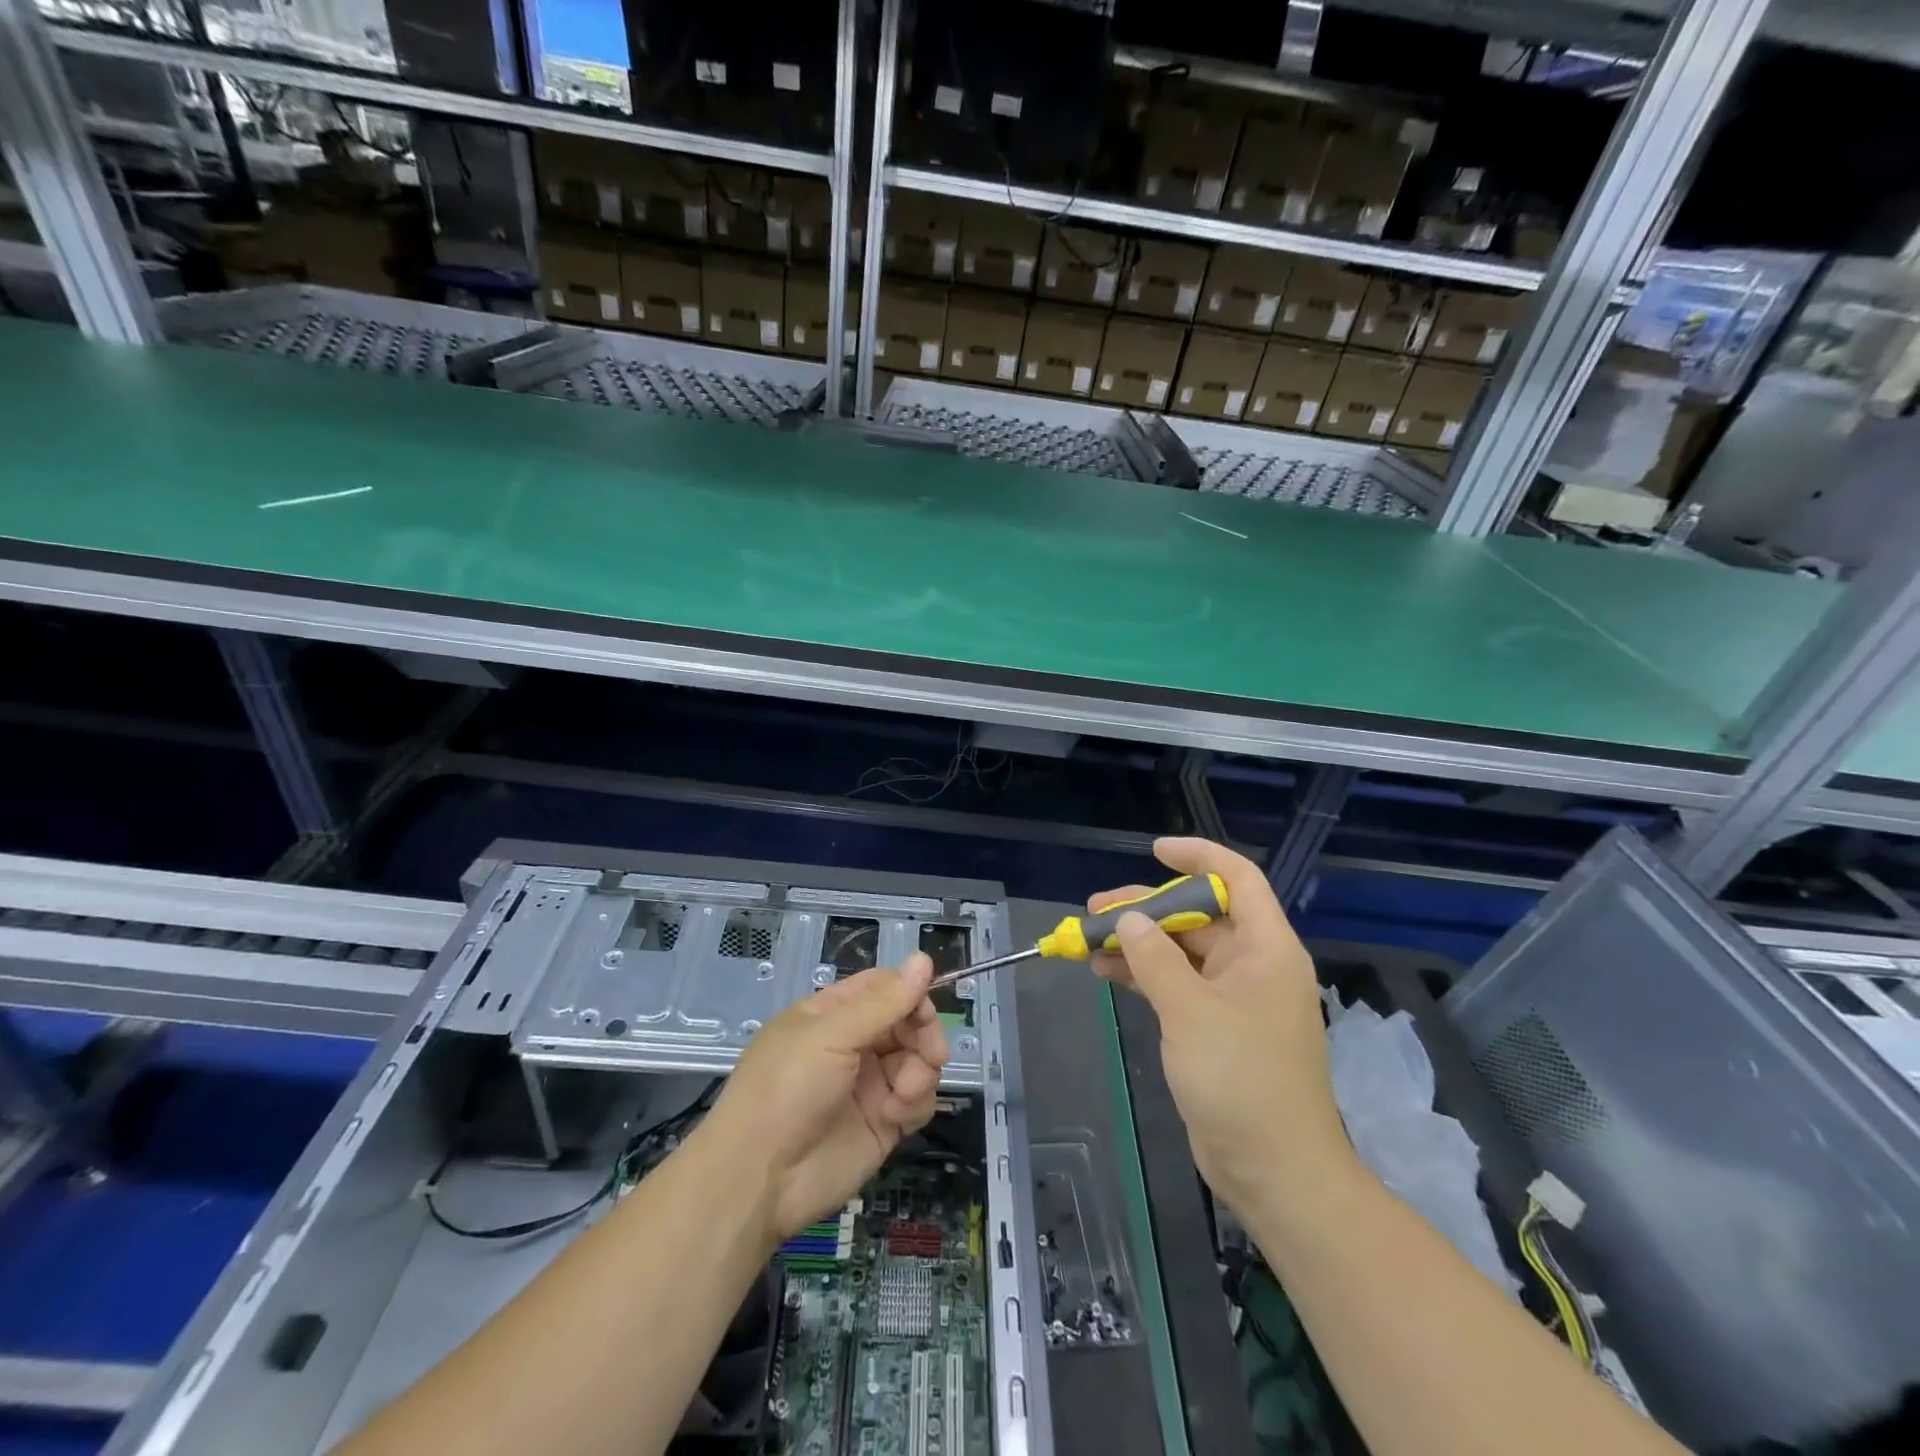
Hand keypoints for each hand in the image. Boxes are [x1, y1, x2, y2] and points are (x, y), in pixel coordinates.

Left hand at [703, 955, 947, 1243]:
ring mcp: (869, 1085)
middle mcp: (852, 1045)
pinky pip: (917, 1100)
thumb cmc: (786, 1089)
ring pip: (917, 1060)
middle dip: (923, 1034)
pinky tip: (898, 1113)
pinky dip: (916, 1101)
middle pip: (907, 1023)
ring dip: (922, 1070)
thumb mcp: (831, 1034)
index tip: (926, 1009)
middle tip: (932, 1053)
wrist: (759, 1179)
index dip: (909, 993)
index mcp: (831, 1015)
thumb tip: (924, 958)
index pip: (883, 988)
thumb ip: (884, 1002)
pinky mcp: (883, 1124)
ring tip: (906, 1090)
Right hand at [1092, 837, 1352, 1212]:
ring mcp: (1234, 999)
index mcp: (1266, 949)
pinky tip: (1106, 973)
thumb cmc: (1242, 1079)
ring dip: (1139, 944)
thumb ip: (1156, 959)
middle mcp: (1253, 965)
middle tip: (1096, 910)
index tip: (1155, 852)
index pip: (1238, 880)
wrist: (1275, 1170)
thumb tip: (1129, 920)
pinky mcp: (1215, 1028)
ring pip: (1181, 952)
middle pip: (1199, 917)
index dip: (1199, 857)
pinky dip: (1144, 976)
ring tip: (1089, 941)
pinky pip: (1176, 985)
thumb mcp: (1191, 1011)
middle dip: (1148, 909)